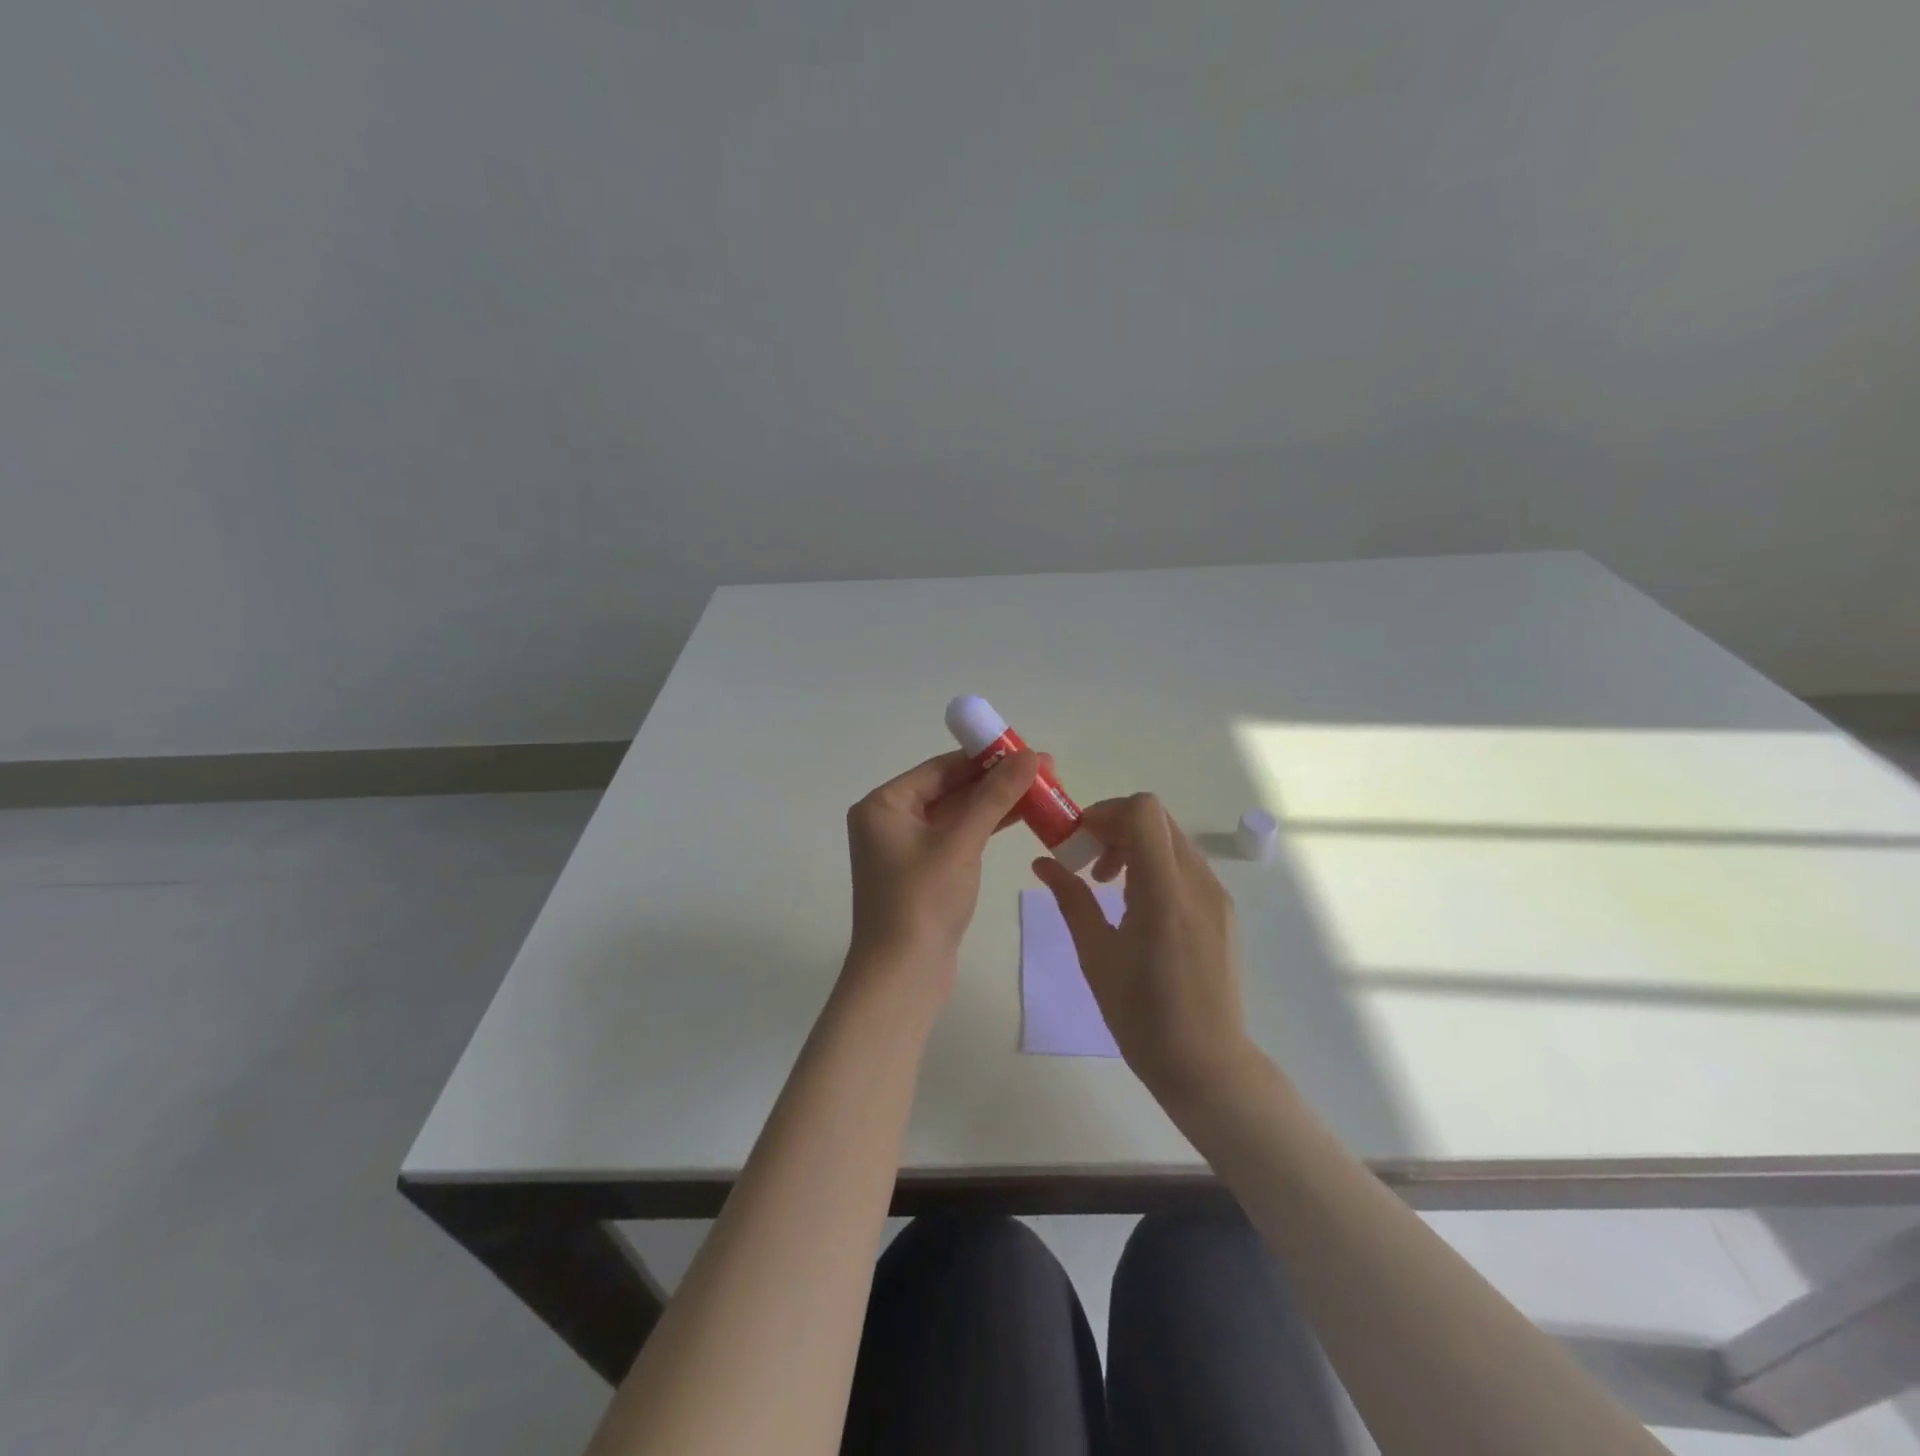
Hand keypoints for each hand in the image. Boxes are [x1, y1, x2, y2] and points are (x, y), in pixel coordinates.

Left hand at [846, 748, 1043, 980]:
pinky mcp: (922, 871)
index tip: (1027, 750)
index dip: (985, 757)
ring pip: (956, 813)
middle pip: (949, 788)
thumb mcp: (962, 842)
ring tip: (1043, 790)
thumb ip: (995, 796)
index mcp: (884, 804)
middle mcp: (889, 820)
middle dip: (996, 780)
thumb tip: (1031, 755)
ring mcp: (905, 847)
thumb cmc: (923, 901)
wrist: (902, 976)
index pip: (940, 768)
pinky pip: (957, 837)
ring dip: (995, 803)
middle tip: (1044, 770)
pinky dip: (985, 827)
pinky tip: (1020, 816)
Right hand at [1031, 793, 1253, 1108]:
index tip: (1080, 841)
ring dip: (1136, 847)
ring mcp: (1216, 895)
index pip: (1143, 811)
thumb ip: (1071, 899)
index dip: (1106, 812)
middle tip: (1088, 865)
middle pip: (1157, 819)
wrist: (1206, 1064)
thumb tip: (1042, 862)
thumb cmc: (1141, 1016)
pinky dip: (1156, 866)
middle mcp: (1197, 883)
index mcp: (1163, 893)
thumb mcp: (1095, 955)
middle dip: (1116, 828)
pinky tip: (1139, 909)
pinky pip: (1186, 866)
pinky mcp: (1223, 910)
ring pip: (1172, 840)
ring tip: (1109, 888)